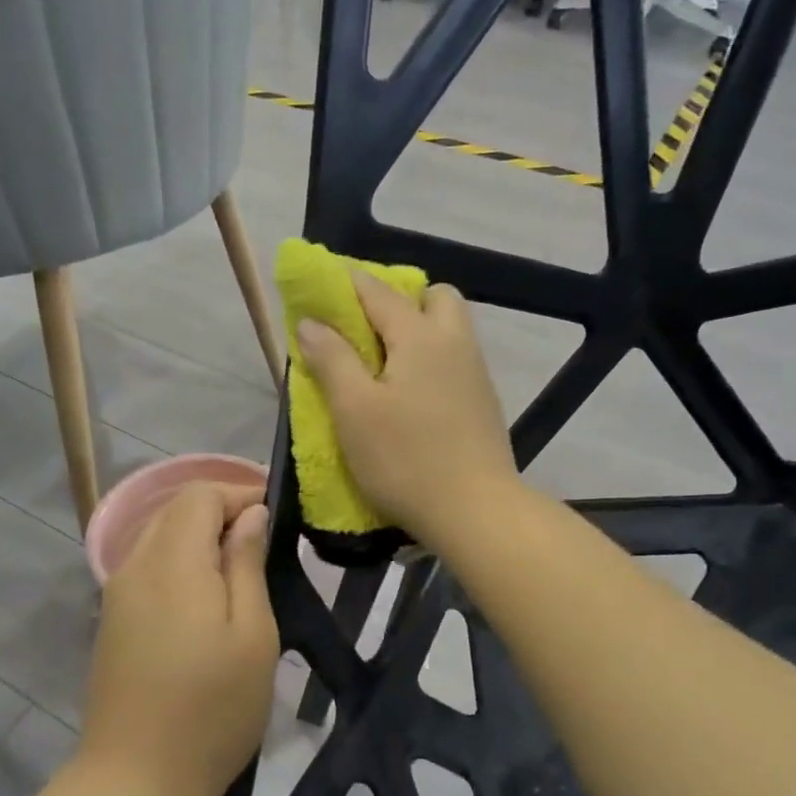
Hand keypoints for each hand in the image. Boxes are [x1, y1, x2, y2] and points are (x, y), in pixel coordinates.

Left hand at [80, 482, 278, 795]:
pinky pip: (149, 568)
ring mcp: (117, 594)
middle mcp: (135, 565)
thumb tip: (250, 515)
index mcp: (173, 561)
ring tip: (241, 571)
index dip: (240, 493)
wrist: (137, 782)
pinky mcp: (112, 621)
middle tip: (265, 543)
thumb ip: (247, 564)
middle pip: (176, 509)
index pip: (200, 494)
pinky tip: (207, 600)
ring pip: (160, 537)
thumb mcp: (252, 634)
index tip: (277, 517)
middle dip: (221, 512)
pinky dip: (181, 563)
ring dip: (201, 538)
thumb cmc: (212, 709)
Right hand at [296, 273, 518, 547]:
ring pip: (450, 329)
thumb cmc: (405, 459)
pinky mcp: (484, 403)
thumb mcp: (354, 410)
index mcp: (420, 336)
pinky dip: (432, 360)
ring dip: (419, 330)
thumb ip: (331, 359)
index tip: (321, 289)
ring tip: (384, 366)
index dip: (346, 285)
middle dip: (399, 300)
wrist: (475, 511)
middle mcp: (455, 342)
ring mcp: (476, 373)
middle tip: (366, 332)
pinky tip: (412, 396)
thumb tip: (311, 322)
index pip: (378, 292)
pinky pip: (456, 360)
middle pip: (433, 297)